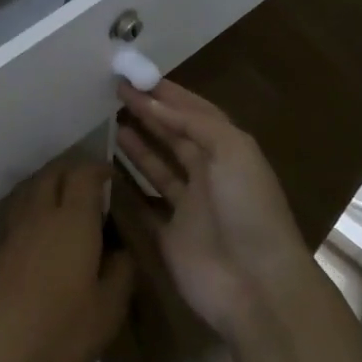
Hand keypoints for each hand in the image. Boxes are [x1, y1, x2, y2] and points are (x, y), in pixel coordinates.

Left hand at [0, 160, 136, 361]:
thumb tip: (122, 251)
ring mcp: (13, 228)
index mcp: (73, 220)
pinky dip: (30, 206)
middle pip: (52, 173)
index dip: (98, 169)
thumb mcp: (109, 308)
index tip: (112, 176)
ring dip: (48, 184)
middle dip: (72, 171)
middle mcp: (40, 213)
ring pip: (30, 188)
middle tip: (90, 186)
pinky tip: (37, 228)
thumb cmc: (61, 326)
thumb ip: (121, 272)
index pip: (84, 175)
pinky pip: (16, 211)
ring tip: (62, 201)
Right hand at [115, 80, 309, 341]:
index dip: (167, 95)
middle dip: (148, 114)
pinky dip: (126, 189)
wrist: (256, 284)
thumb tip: (152, 102)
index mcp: (228, 151)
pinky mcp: (169, 236)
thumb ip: (194, 122)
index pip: (194, 113)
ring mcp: (188, 207)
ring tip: (107, 122)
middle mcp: (209, 174)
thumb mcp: (232, 150)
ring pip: (157, 167)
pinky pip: (143, 205)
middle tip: (113, 93)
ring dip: (136, 145)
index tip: (134, 76)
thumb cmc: (248, 209)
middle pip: (174, 137)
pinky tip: (104, 171)